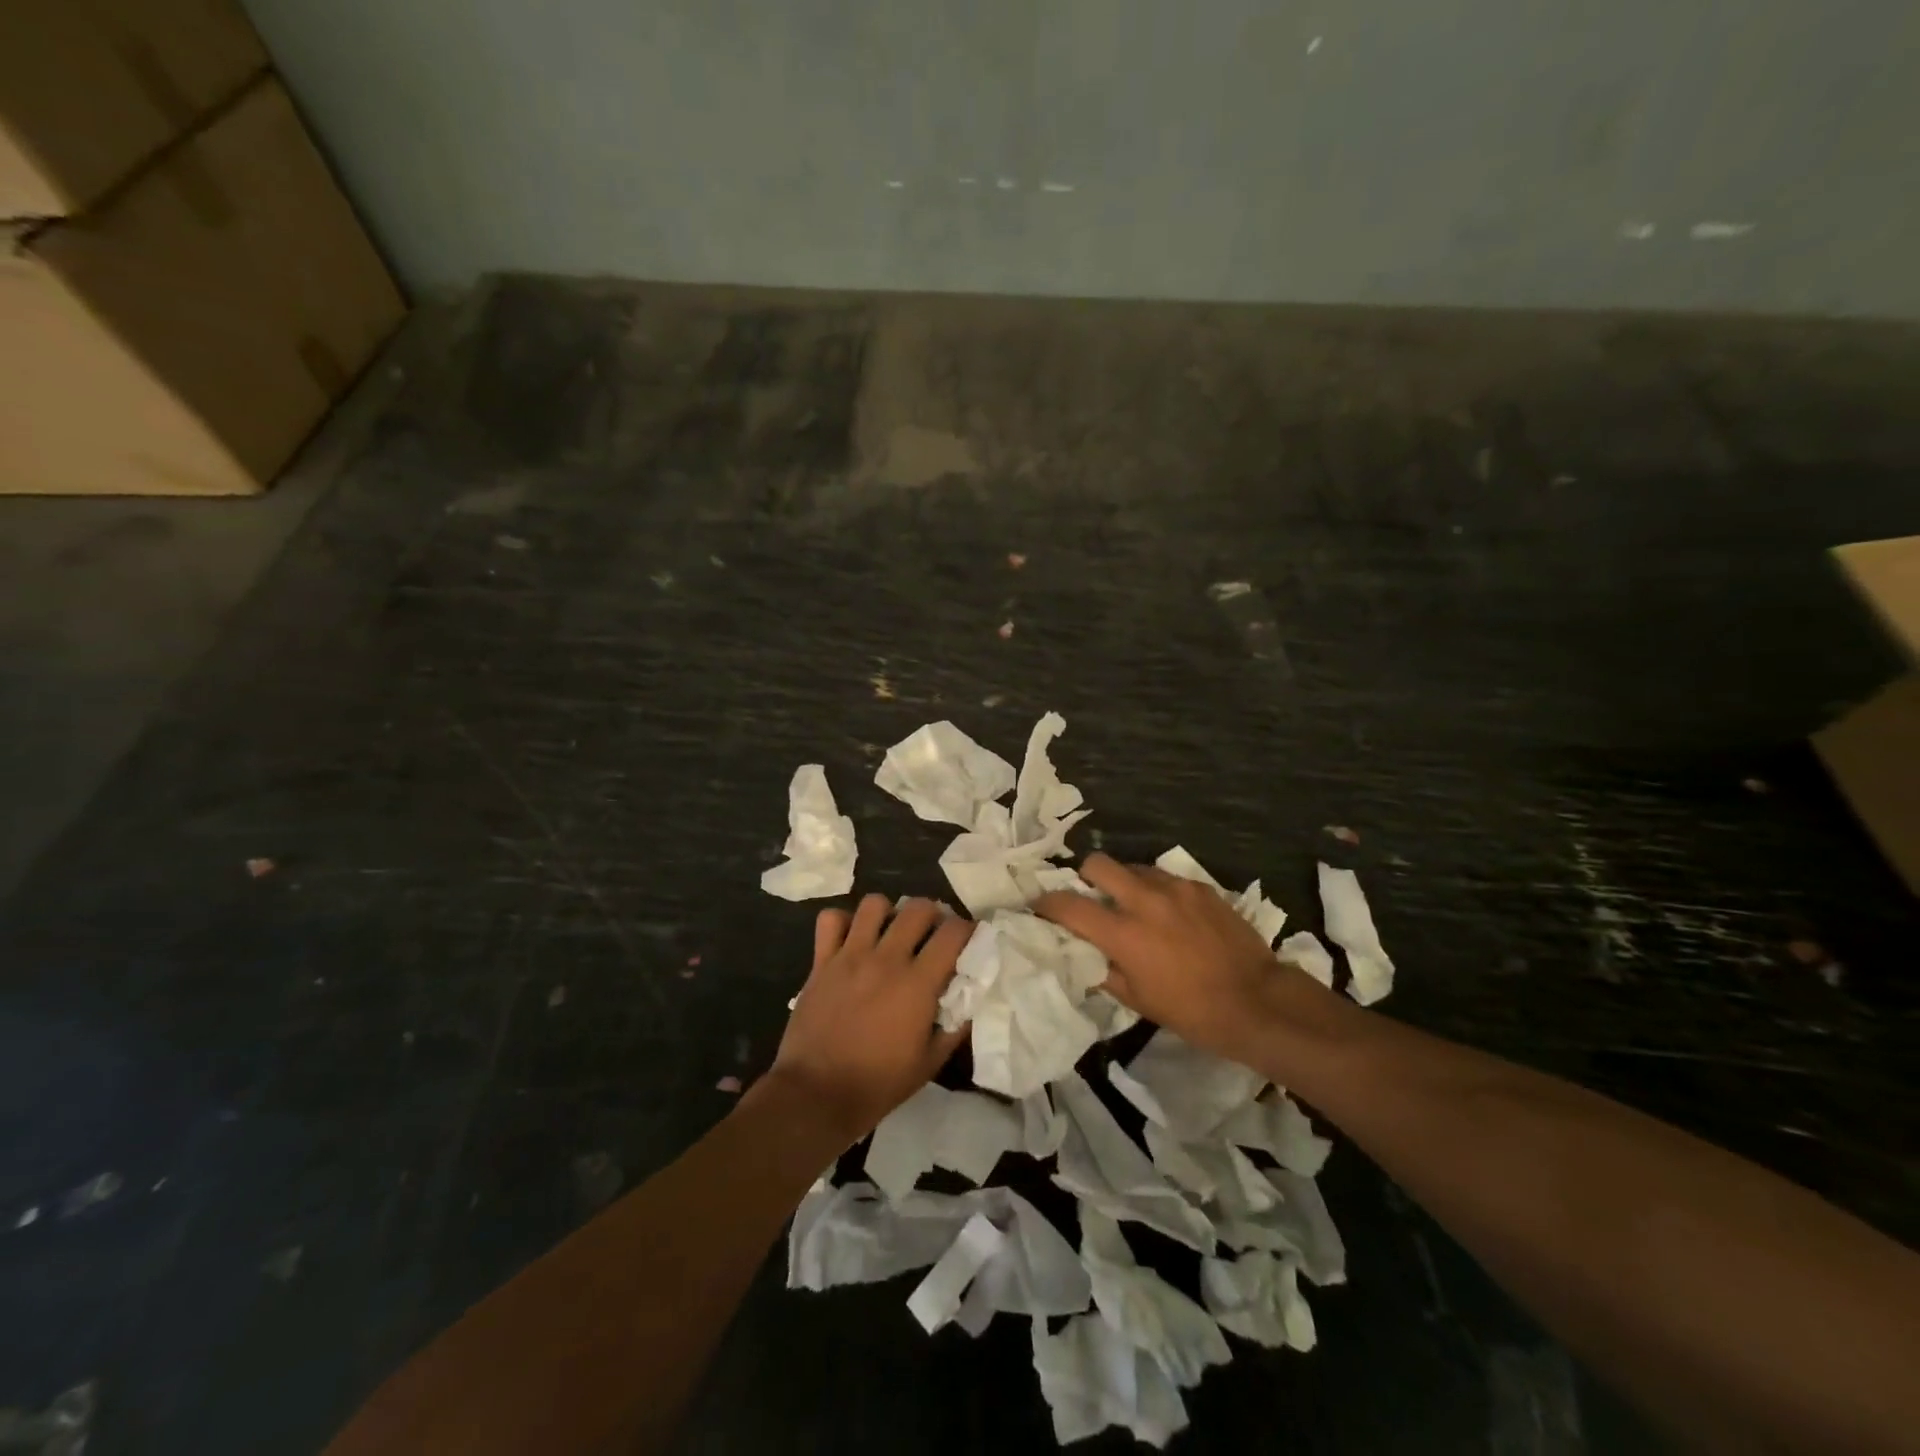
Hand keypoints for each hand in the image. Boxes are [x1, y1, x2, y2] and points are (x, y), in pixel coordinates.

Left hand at [768, 895, 970, 1143]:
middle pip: (917, 908)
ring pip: (874, 904)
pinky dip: (843, 921)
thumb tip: (970, 1000)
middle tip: (932, 933)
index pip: (953, 933)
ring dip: (889, 912)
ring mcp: (850, 956)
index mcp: (918, 983)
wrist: (816, 1094)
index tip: (968, 938)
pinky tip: (852, 938)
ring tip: (891, 931)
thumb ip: (954, 1027)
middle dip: (933, 914)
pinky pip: (831, 920)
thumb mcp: (930, 1063)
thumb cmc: (878, 1083)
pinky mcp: (821, 961)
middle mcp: (886, 959)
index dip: (967, 929)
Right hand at [1033, 853, 1318, 1062]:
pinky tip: (1169, 914)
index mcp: (1123, 933)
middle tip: (1091, 896)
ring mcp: (1175, 889)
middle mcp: (1145, 900)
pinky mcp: (1200, 887)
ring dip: (1124, 882)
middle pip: (1098, 863)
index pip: (1069, 905)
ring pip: (1134, 867)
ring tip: (1134, 906)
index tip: (1040, 906)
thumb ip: (1103, 971)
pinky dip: (1157, 890)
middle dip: (1085, 876)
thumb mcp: (1138, 1001)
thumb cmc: (1192, 1011)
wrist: (1258, 1001)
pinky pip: (1166, 878)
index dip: (1046, 903)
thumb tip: (1082, 953)